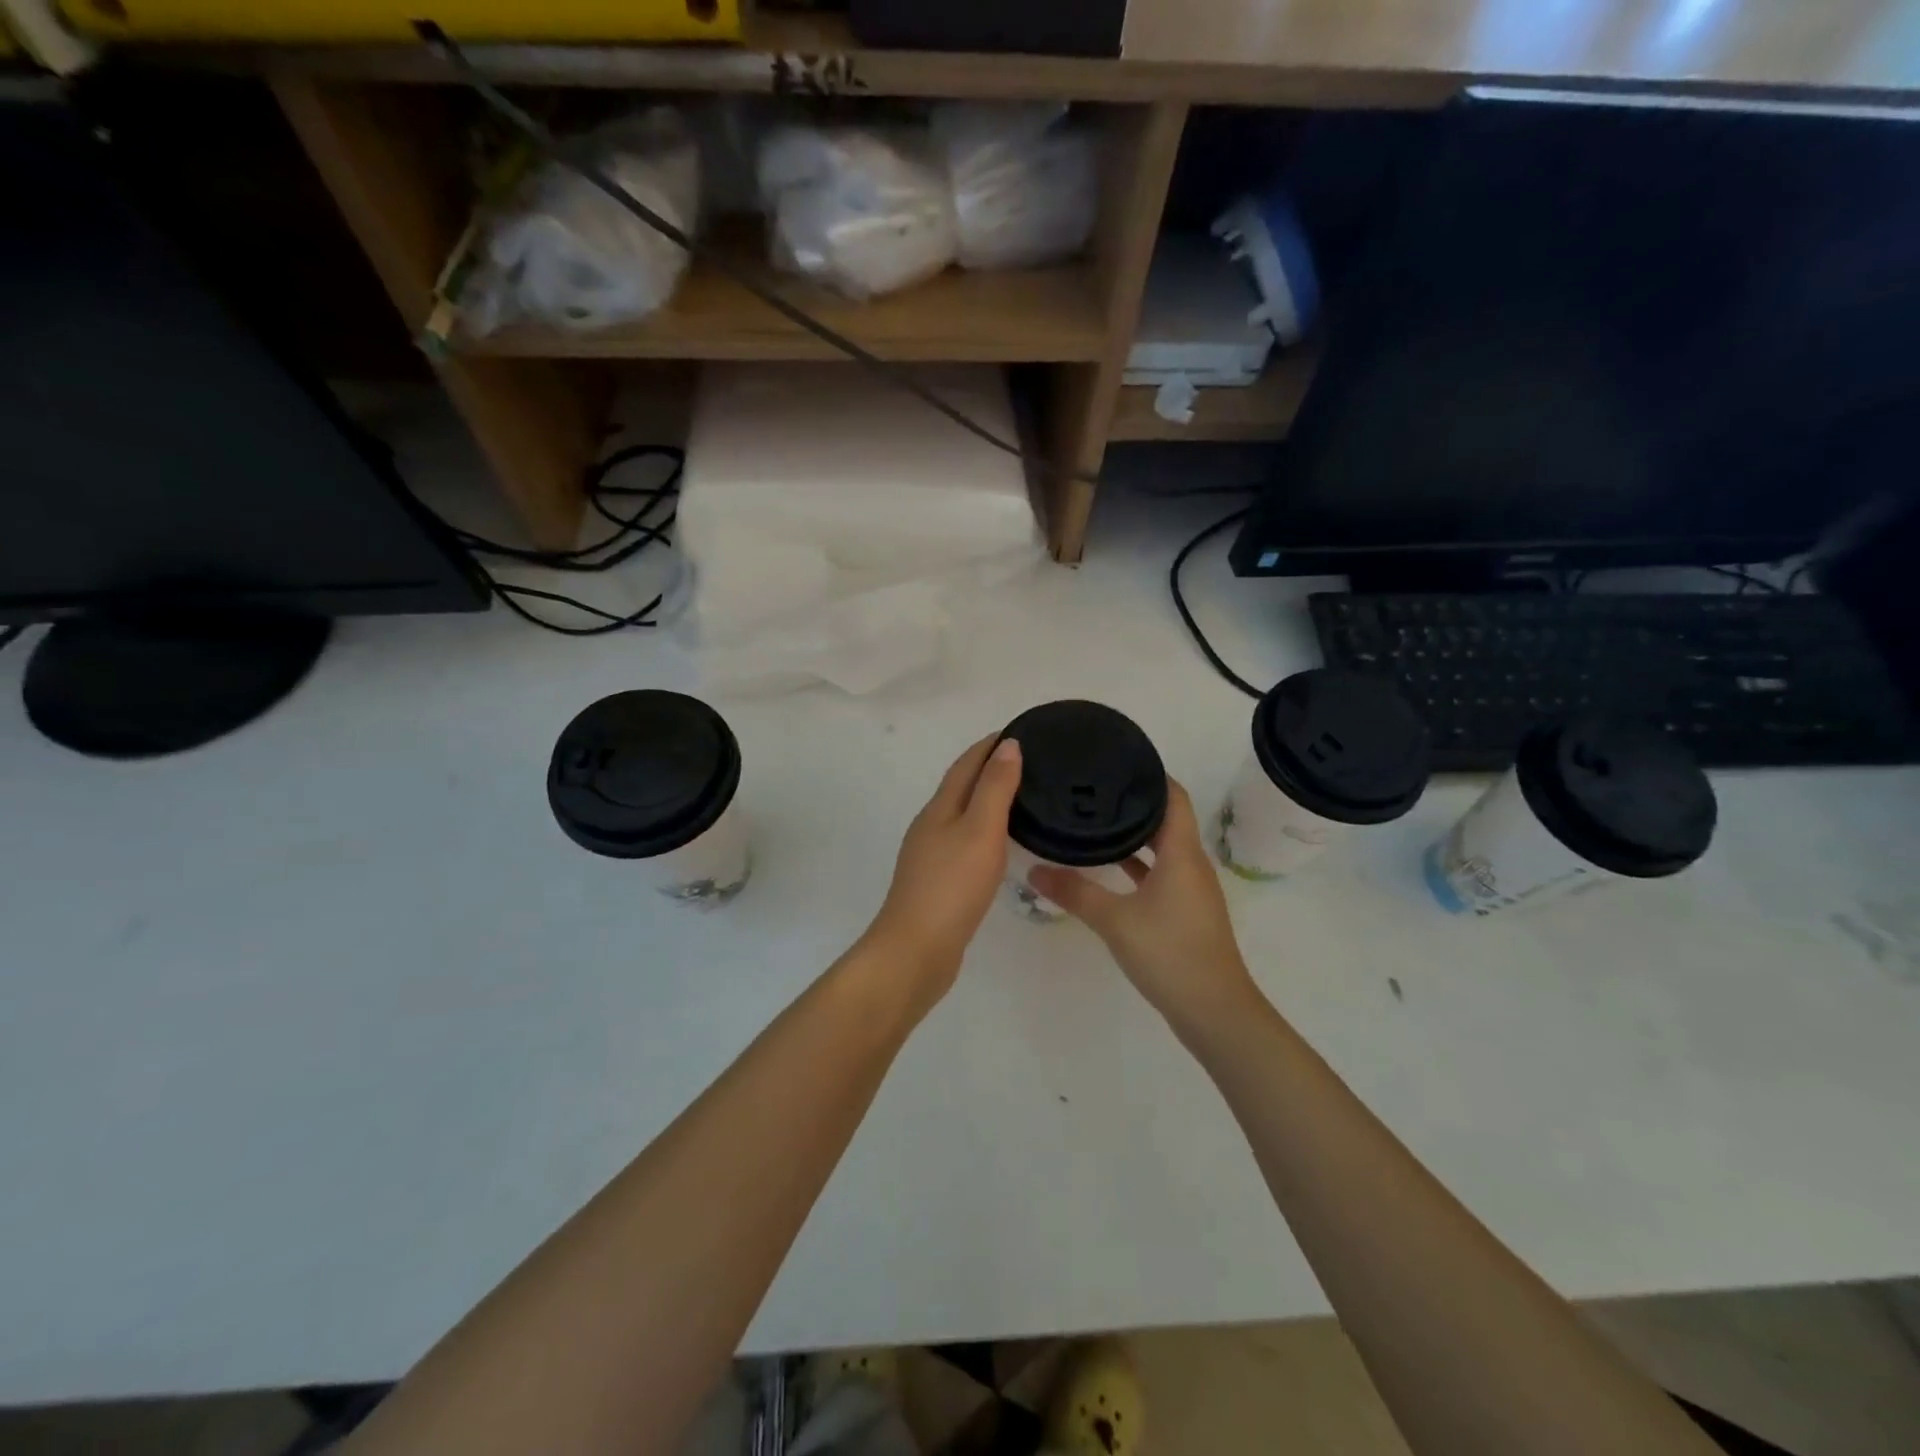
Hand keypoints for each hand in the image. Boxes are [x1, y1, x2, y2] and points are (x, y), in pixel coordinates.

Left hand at [865, 736, 1023, 1003]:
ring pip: (961, 815)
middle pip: (960, 787)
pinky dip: (983, 831)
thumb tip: (1008, 745)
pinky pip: (963, 843)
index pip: (966, 764)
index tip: (1018, 730)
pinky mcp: (937, 882)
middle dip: (988, 769)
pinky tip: (997, 845)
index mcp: (939, 808)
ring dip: (985, 800)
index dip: (989, 745)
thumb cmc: (951, 886)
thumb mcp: (980, 831)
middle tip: (1028, 762)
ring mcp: (930, 856)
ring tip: (1019, 797)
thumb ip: (995, 788)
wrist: (916, 950)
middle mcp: (930, 826)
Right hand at [1030, 780, 1260, 1033]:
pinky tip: (1107, 868)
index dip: (1149, 774)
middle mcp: (1191, 863)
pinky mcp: (1185, 912)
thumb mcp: (1114, 920)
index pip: (1172, 795)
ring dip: (1134, 835)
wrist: (1214, 1012)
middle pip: (1166, 818)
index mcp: (1182, 853)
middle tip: (1092, 788)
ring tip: (1094, 820)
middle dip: (1133, 802)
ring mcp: (1190, 889)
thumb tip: (1033, 871)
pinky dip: (1137, 865)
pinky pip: (1160, 873)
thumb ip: (1074, 892)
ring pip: (1161, 848)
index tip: (1115, 760)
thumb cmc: (1169, 953)